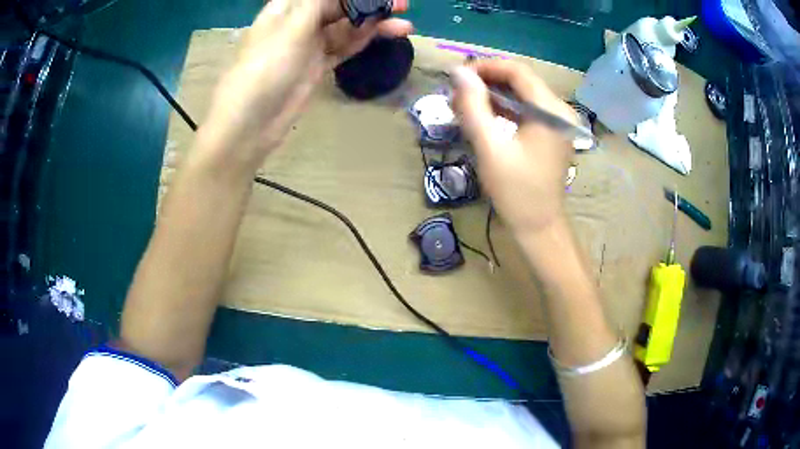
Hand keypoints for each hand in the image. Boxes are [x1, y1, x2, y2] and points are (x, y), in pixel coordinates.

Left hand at [200, 0, 412, 168]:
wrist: (252, 121)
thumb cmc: (266, 66)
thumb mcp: (293, 25)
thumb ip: (320, 2)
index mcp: (287, 6)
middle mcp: (299, 20)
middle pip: (339, 5)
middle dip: (369, 3)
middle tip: (403, 4)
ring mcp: (309, 43)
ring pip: (346, 26)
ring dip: (373, 23)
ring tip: (404, 24)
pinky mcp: (317, 64)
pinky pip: (344, 46)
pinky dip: (363, 39)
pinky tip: (384, 34)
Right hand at [451, 60, 576, 235]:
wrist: (539, 226)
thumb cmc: (516, 191)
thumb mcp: (490, 147)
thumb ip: (474, 107)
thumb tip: (458, 73)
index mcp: (551, 110)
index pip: (518, 71)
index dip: (486, 67)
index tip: (457, 75)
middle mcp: (559, 110)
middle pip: (521, 80)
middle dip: (487, 81)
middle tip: (456, 91)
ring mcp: (558, 121)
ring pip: (522, 94)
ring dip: (492, 94)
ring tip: (463, 103)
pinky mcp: (551, 132)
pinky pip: (526, 109)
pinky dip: (503, 108)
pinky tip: (482, 114)